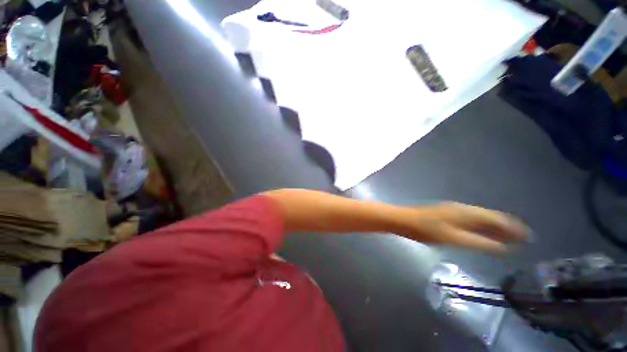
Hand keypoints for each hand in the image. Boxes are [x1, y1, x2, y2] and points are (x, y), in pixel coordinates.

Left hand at [398, 202, 528, 253]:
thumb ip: (478, 243)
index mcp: (465, 212)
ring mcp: (452, 210)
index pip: (496, 218)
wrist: (403, 220)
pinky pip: (469, 221)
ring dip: (494, 228)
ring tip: (507, 239)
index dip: (513, 227)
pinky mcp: (445, 214)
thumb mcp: (453, 238)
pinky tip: (483, 234)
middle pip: (489, 217)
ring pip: (479, 219)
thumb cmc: (426, 230)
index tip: (527, 236)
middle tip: (522, 239)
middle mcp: (461, 209)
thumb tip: (503, 248)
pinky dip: (481, 228)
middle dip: (506, 228)